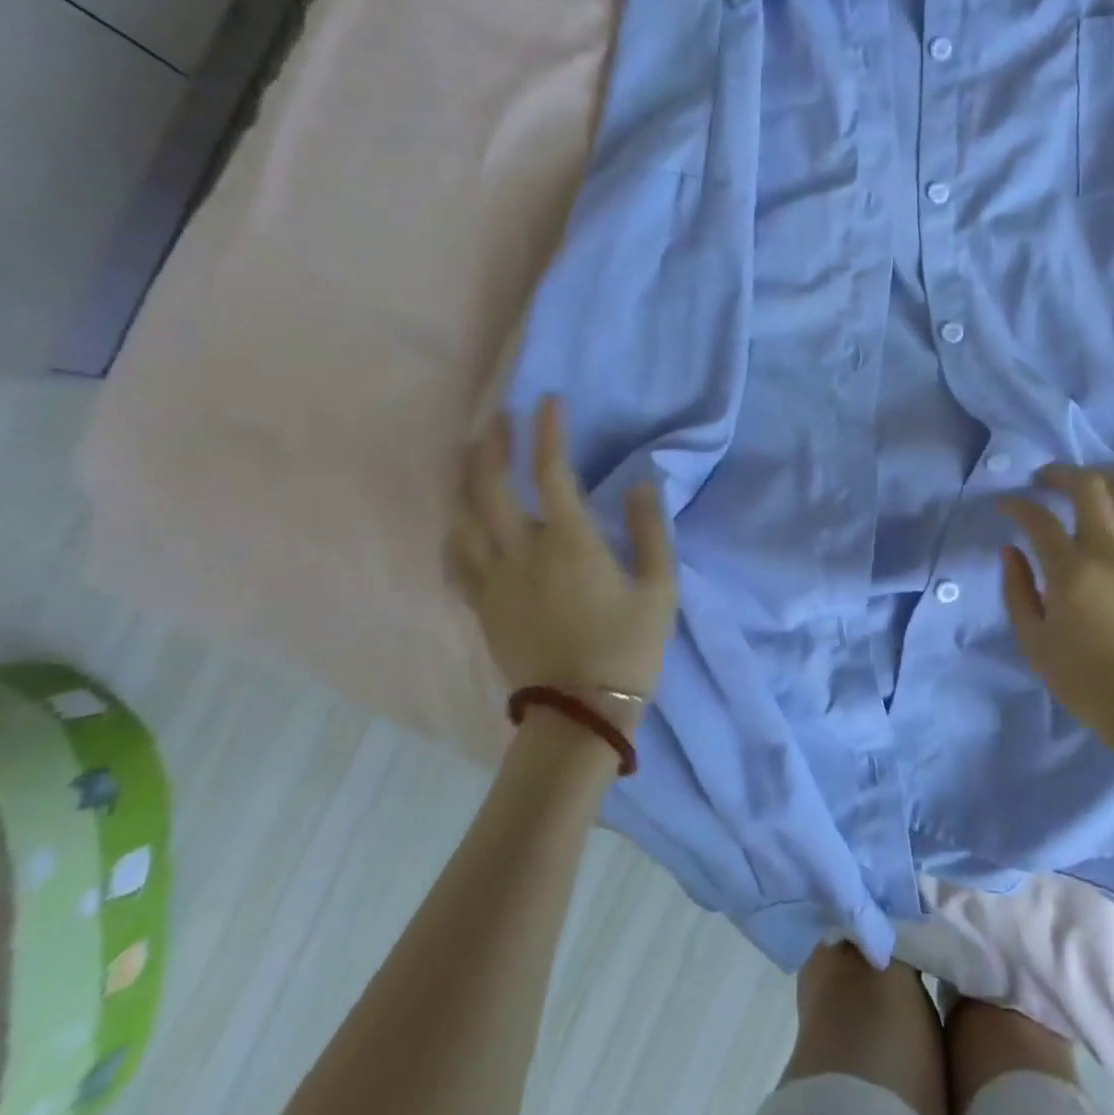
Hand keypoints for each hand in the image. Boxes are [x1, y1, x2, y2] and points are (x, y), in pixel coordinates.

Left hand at [447, 396, 676, 722]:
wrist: (580, 713)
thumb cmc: (628, 647)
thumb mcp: (659, 588)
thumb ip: (650, 531)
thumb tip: (640, 483)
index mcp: (569, 543)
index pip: (550, 471)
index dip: (547, 431)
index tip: (548, 401)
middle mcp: (522, 553)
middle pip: (489, 486)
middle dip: (492, 445)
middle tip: (497, 418)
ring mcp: (494, 581)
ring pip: (462, 518)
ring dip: (465, 479)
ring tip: (471, 456)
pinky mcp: (482, 606)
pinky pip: (454, 558)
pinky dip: (454, 528)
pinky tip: (458, 518)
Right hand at [998, 465, 1113, 778]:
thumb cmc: (1088, 682)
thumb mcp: (1034, 642)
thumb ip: (1016, 590)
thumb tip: (1011, 550)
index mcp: (1071, 573)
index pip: (1038, 519)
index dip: (1016, 504)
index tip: (1006, 506)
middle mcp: (1111, 552)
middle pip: (1088, 487)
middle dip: (1060, 474)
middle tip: (1045, 481)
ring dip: (1102, 480)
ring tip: (1088, 488)